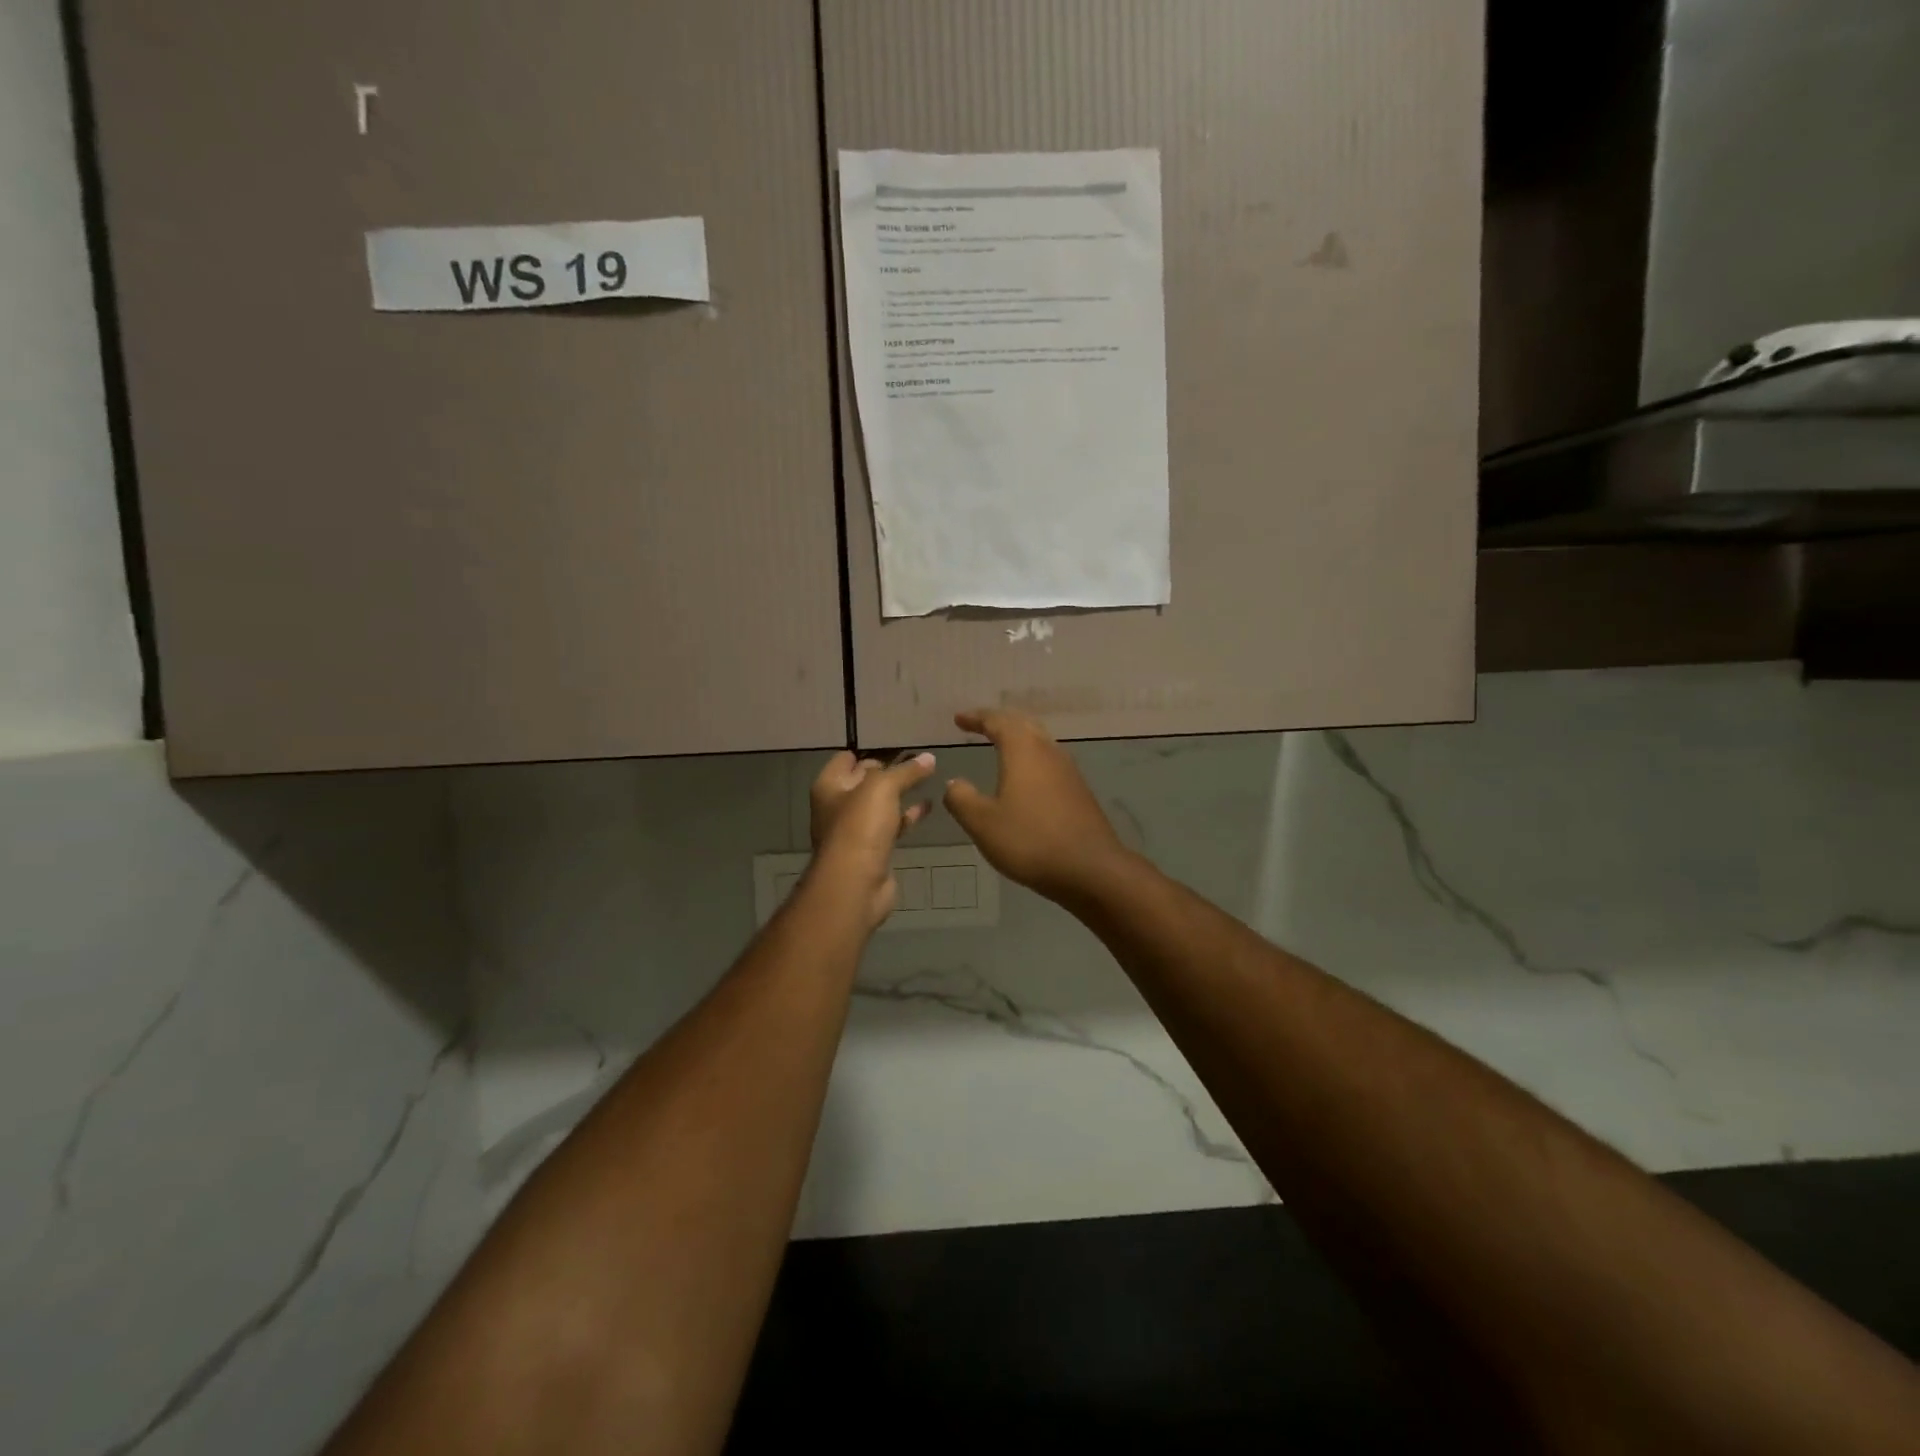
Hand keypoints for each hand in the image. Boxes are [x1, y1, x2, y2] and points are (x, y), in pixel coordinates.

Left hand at [807, 751, 936, 928]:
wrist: (855, 884)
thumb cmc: (860, 826)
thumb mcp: (883, 788)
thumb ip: (906, 771)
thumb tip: (929, 757)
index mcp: (829, 786)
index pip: (846, 758)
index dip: (869, 750)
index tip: (897, 746)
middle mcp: (837, 806)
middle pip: (864, 781)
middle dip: (888, 771)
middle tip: (918, 760)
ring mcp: (855, 831)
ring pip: (880, 805)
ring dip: (900, 793)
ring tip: (928, 778)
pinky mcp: (873, 851)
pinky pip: (891, 826)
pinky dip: (907, 817)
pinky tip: (927, 807)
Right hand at [944, 710, 1133, 904]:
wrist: (1090, 868)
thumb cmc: (1030, 840)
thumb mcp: (983, 823)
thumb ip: (961, 798)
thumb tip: (954, 783)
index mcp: (1023, 750)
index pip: (997, 721)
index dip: (976, 717)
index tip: (958, 719)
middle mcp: (1048, 751)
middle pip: (1023, 724)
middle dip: (999, 722)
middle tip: (979, 725)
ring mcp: (1068, 771)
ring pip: (1040, 742)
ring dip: (1018, 739)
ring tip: (1000, 746)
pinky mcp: (1078, 791)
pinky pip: (1049, 763)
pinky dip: (1031, 759)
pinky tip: (1025, 778)